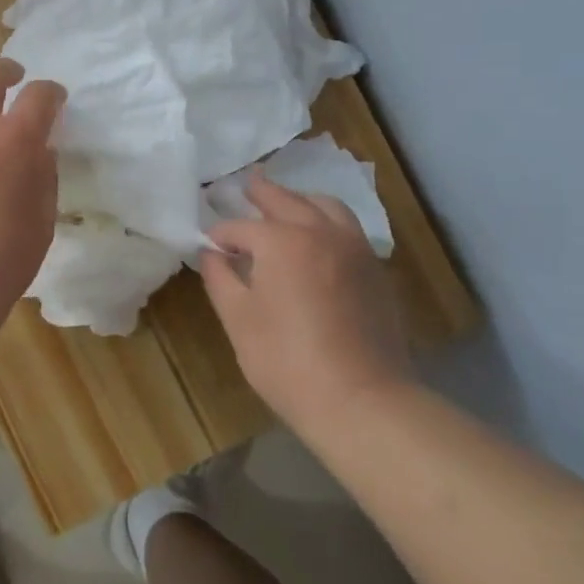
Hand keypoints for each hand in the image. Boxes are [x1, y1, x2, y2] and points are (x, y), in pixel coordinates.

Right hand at [201, 170, 411, 428]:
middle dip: (262, 193)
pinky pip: (348, 228)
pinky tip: (318, 239)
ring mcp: (354, 249)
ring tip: (286, 204)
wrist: (361, 399)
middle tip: (247, 184)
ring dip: (301, 200)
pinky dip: (327, 221)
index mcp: (281, 240)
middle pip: (286, 200)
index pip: (239, 227)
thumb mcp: (238, 319)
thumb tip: (211, 254)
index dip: (219, 236)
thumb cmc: (286, 360)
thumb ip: (220, 278)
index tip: (209, 246)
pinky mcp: (375, 270)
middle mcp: (321, 232)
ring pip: (326, 206)